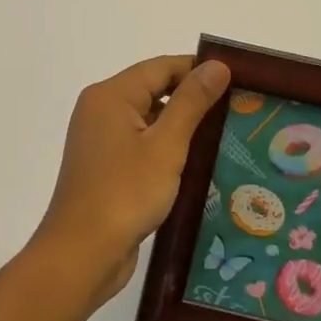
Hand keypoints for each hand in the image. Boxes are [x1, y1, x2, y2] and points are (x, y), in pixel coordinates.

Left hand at [31, 55, 230, 306]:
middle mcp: (100, 110)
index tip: (237, 80)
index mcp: (110, 95)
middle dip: (193, 99)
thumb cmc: (124, 193)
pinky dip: (166, 149)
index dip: (198, 70)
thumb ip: (191, 102)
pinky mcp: (106, 167)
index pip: (161, 67)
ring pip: (149, 120)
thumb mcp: (166, 145)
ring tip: (226, 135)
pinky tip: (198, 163)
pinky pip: (141, 144)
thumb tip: (217, 65)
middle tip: (237, 108)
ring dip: (182, 127)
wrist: (82, 254)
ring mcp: (101, 140)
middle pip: (154, 90)